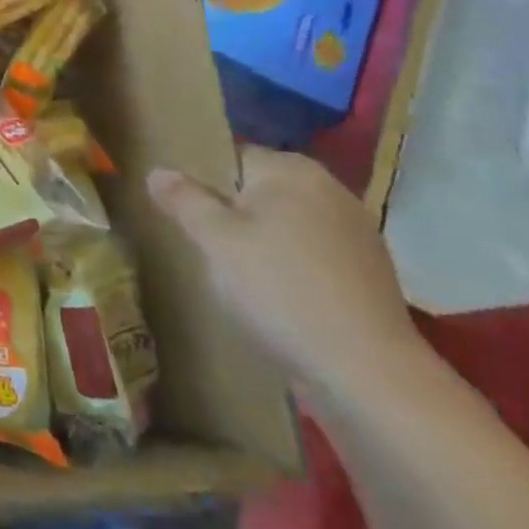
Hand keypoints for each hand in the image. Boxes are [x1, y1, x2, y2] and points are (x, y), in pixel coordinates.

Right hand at [148, 147, 422, 396]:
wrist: (366, 370)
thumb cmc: (279, 289)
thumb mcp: (214, 240)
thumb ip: (183, 200)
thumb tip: (158, 171)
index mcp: (292, 170)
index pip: (232, 157)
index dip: (203, 183)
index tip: (185, 215)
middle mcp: (330, 188)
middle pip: (260, 191)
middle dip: (232, 213)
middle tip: (206, 248)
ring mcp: (357, 231)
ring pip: (287, 224)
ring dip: (262, 241)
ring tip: (239, 277)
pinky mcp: (370, 271)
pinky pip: (313, 253)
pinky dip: (291, 266)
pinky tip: (278, 298)